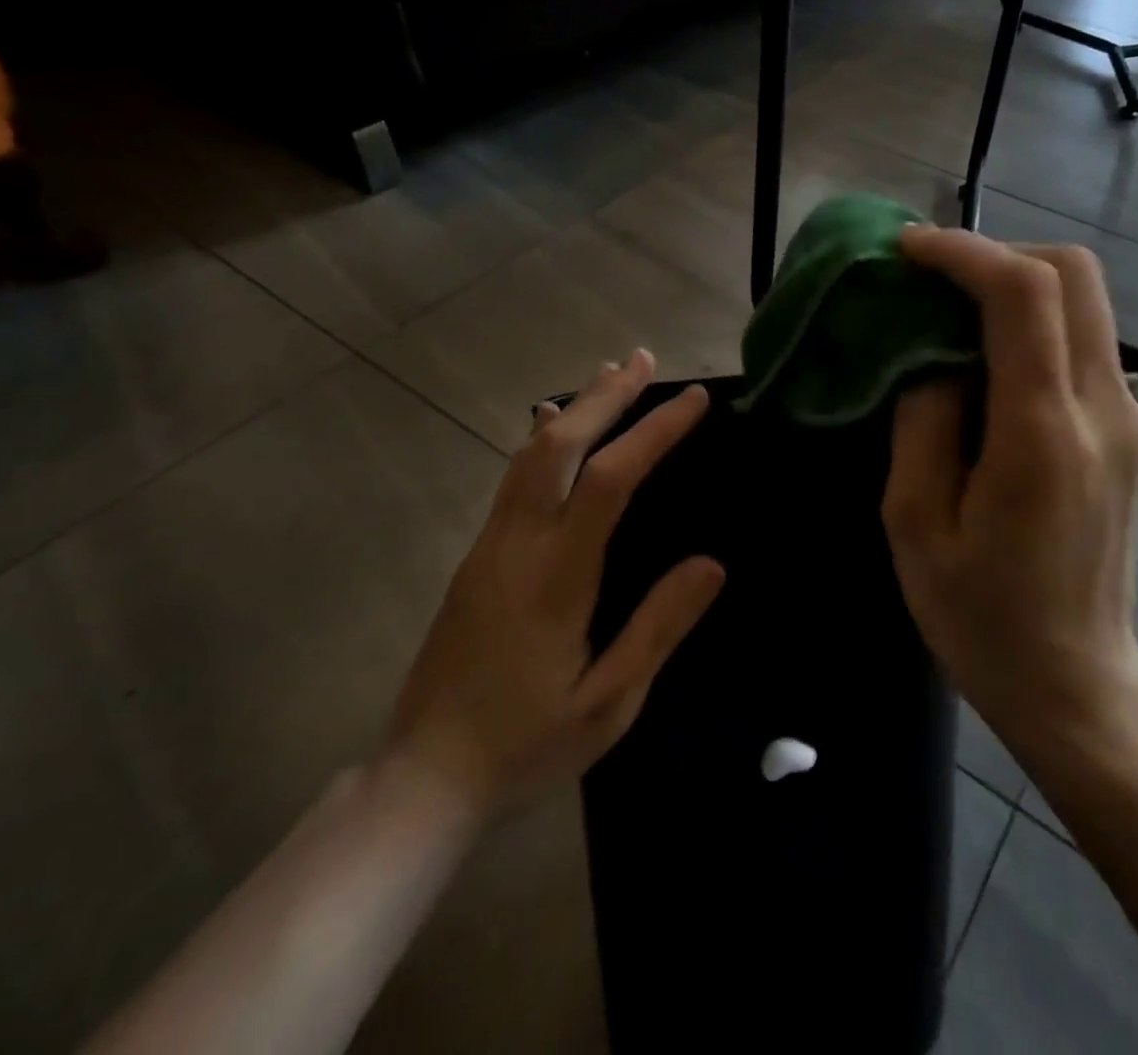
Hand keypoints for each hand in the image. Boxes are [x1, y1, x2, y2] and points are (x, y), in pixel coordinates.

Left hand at [387, 350, 723, 820]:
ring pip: (529, 455)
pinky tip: (557, 427)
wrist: (425, 776)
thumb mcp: (609, 703)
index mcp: (556, 577)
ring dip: (575, 408)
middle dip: (604, 397)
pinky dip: (546, 438)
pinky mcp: (478, 556)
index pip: (608, 480)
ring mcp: (490, 546)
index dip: (652, 431)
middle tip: (644, 360)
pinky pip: (514, 478)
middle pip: (557, 446)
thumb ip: (659, 628)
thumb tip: (711, 563)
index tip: (692, 400)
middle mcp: (517, 545)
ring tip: (610, 375)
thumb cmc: (526, 745)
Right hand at [882, 228, 1137, 763]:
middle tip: (934, 278)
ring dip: (1018, 286)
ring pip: (1087, 302)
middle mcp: (1103, 409)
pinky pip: (1085, 345)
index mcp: (1042, 433)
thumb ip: (922, 421)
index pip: (1023, 294)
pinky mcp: (1130, 433)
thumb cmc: (980, 614)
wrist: (1077, 682)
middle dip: (999, 253)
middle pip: (1074, 274)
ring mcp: (1129, 419)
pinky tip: (988, 364)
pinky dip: (1036, 324)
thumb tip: (933, 357)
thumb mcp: (914, 522)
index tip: (908, 248)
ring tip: (952, 314)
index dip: (963, 251)